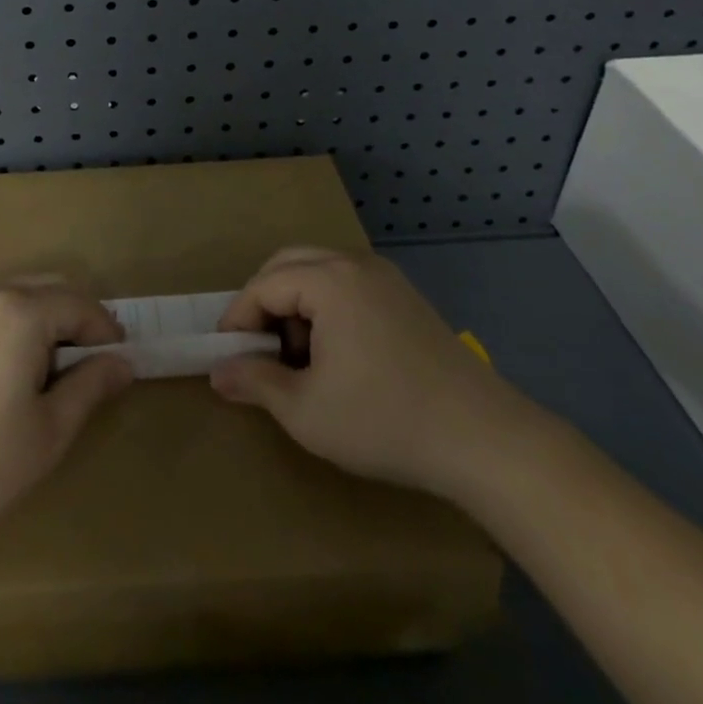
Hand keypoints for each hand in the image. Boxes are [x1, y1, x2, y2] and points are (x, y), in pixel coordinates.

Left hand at [0, 280, 132, 565]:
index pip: (81, 305)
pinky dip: (19, 327)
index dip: (108, 332)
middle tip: (96, 366)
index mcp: (22, 311)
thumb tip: (123, 362)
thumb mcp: (47, 433)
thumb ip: (90, 387)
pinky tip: (17, 373)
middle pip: (51, 289)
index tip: (123, 364)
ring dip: (49, 322)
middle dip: (80, 320)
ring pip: (21, 297)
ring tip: (60, 373)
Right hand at [210, 246, 538, 501]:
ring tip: (298, 358)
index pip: (263, 286)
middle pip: (288, 265)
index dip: (238, 319)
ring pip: (319, 272)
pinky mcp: (406, 297)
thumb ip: (255, 382)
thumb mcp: (306, 411)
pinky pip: (348, 285)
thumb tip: (218, 372)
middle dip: (264, 303)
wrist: (485, 440)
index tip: (227, 357)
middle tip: (258, 350)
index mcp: (329, 280)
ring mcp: (386, 277)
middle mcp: (355, 263)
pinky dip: (326, 307)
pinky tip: (336, 355)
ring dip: (295, 304)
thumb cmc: (385, 420)